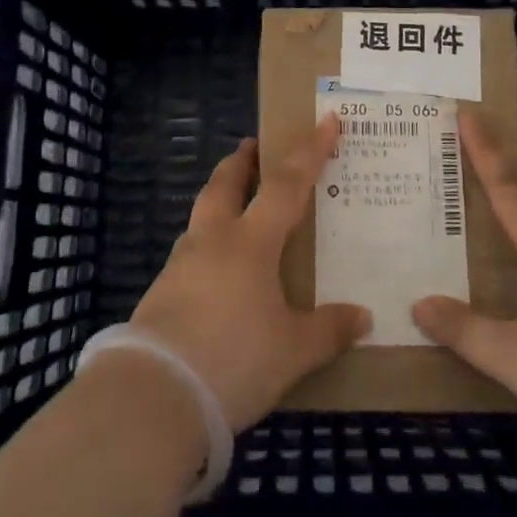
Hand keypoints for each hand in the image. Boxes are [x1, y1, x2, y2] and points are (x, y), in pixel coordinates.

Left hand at [130, 115, 370, 430]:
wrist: (154, 396)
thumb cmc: (234, 359)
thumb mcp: (293, 351)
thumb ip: (328, 330)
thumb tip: (362, 317)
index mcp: (250, 242)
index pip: (287, 184)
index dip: (310, 151)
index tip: (326, 120)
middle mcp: (212, 241)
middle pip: (224, 184)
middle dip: (241, 162)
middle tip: (253, 147)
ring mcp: (180, 264)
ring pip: (202, 216)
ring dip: (219, 200)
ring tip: (236, 208)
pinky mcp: (161, 293)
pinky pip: (190, 252)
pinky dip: (208, 244)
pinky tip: (217, 271)